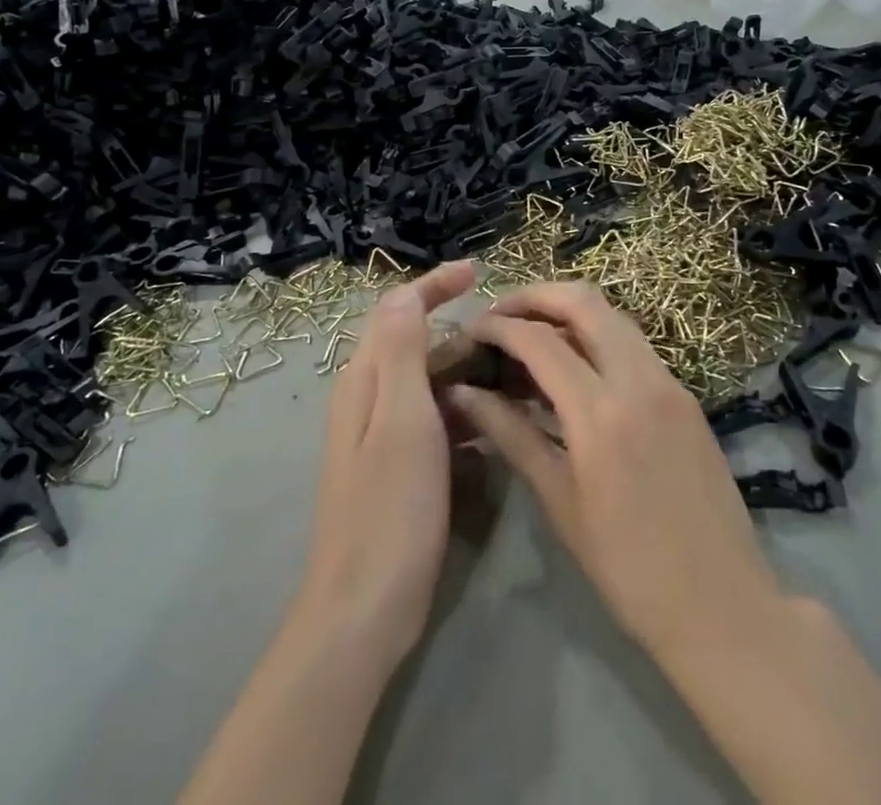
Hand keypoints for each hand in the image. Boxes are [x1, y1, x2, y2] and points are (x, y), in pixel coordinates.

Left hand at [295, 260, 478, 667]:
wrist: (365, 608)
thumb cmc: (390, 507)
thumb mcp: (402, 419)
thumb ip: (403, 352)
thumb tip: (404, 292)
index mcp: (366, 379)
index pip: (398, 309)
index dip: (435, 284)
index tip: (478, 271)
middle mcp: (369, 398)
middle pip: (415, 342)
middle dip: (459, 328)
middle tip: (511, 331)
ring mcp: (382, 434)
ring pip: (429, 382)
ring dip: (467, 370)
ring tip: (515, 372)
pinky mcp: (399, 466)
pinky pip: (435, 417)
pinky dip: (464, 408)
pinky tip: (495, 422)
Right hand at [447, 283, 783, 663]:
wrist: (722, 603)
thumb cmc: (628, 568)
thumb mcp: (560, 503)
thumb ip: (512, 435)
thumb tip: (464, 395)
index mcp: (600, 413)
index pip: (539, 340)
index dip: (499, 326)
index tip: (472, 331)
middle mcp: (637, 379)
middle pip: (583, 301)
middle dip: (535, 295)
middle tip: (500, 314)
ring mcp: (668, 380)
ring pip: (613, 314)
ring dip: (569, 310)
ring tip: (531, 333)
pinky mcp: (684, 392)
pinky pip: (634, 342)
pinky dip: (598, 335)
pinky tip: (575, 364)